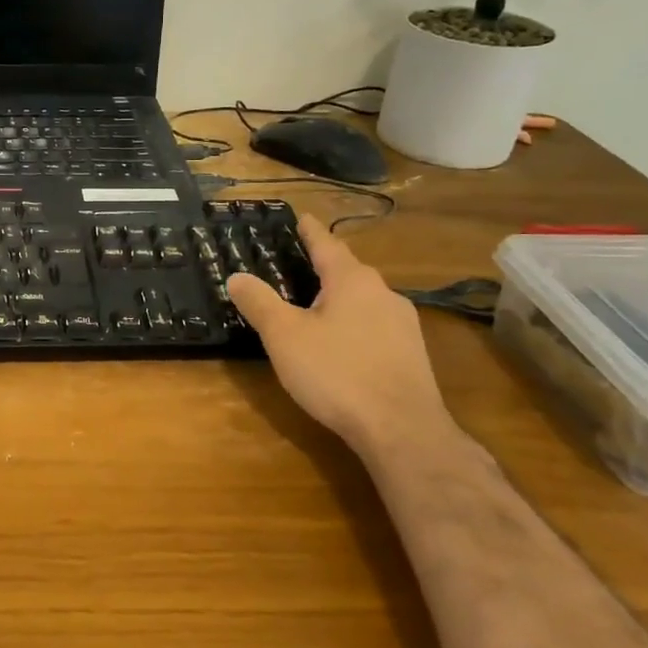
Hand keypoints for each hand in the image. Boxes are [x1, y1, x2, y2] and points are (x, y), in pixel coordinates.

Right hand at [228, 215, 452, 453]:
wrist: (402, 430)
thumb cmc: (336, 372)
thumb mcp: (284, 336)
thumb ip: (259, 302)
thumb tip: (236, 276)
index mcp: (352, 281)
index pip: (326, 244)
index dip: (309, 231)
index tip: (300, 217)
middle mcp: (383, 294)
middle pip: (348, 271)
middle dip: (324, 266)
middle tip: (297, 264)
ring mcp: (403, 325)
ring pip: (364, 299)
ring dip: (339, 297)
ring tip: (314, 304)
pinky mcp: (411, 355)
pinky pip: (374, 325)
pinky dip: (353, 323)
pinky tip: (340, 342)